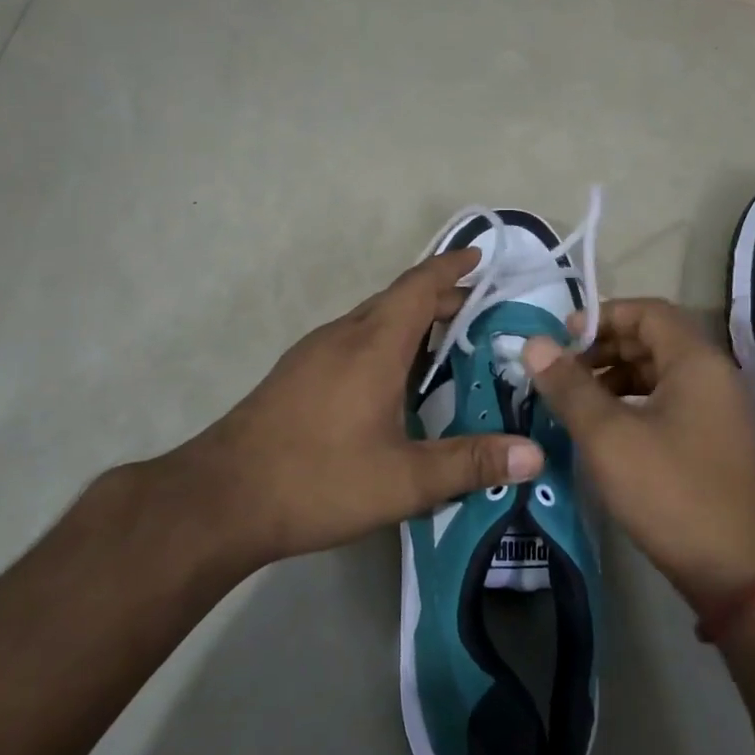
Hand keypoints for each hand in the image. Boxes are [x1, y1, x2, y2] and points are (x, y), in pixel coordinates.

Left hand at [151, 249, 544, 570]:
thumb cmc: (317, 480)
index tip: (479, 255)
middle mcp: (342, 336)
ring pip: (371, 320)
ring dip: (409, 322)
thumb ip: (470, 464)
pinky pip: (351, 341)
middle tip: (480, 315)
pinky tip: (391, 382)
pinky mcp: (295, 375)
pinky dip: (383, 342)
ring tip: (444, 346)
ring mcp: (312, 354)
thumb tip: (535, 455)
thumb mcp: (403, 480)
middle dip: (440, 299)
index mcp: (372, 345)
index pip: (419, 287)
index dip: (451, 267)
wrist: (219, 499)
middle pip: (397, 299)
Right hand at [522, 299, 754, 609]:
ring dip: (619, 377)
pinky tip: (609, 429)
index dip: (603, 315)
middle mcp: (716, 375)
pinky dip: (637, 403)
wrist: (741, 573)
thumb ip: (570, 386)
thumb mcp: (609, 437)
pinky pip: (673, 402)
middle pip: (656, 339)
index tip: (562, 337)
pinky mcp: (719, 442)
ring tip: (578, 401)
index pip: (648, 311)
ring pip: (663, 373)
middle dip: (606, 347)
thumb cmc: (671, 492)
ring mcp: (722, 411)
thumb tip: (534, 343)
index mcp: (697, 361)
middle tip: (563, 370)